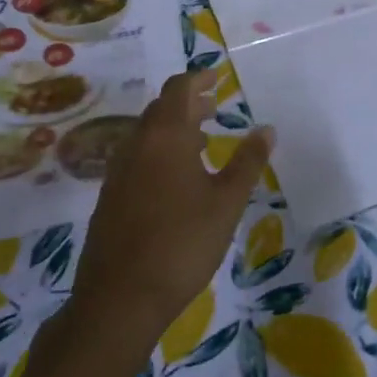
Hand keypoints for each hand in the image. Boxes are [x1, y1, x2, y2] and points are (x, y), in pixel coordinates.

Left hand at [69, 71, 271, 344]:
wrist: (119, 299)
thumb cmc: (182, 243)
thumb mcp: (227, 202)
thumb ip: (247, 162)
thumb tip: (267, 129)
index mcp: (165, 135)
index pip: (179, 89)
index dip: (198, 78)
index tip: (217, 77)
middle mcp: (137, 144)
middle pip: (161, 108)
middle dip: (188, 103)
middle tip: (214, 107)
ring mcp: (118, 171)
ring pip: (146, 134)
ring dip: (173, 128)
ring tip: (202, 141)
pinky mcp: (109, 197)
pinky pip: (136, 157)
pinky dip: (158, 152)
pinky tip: (176, 179)